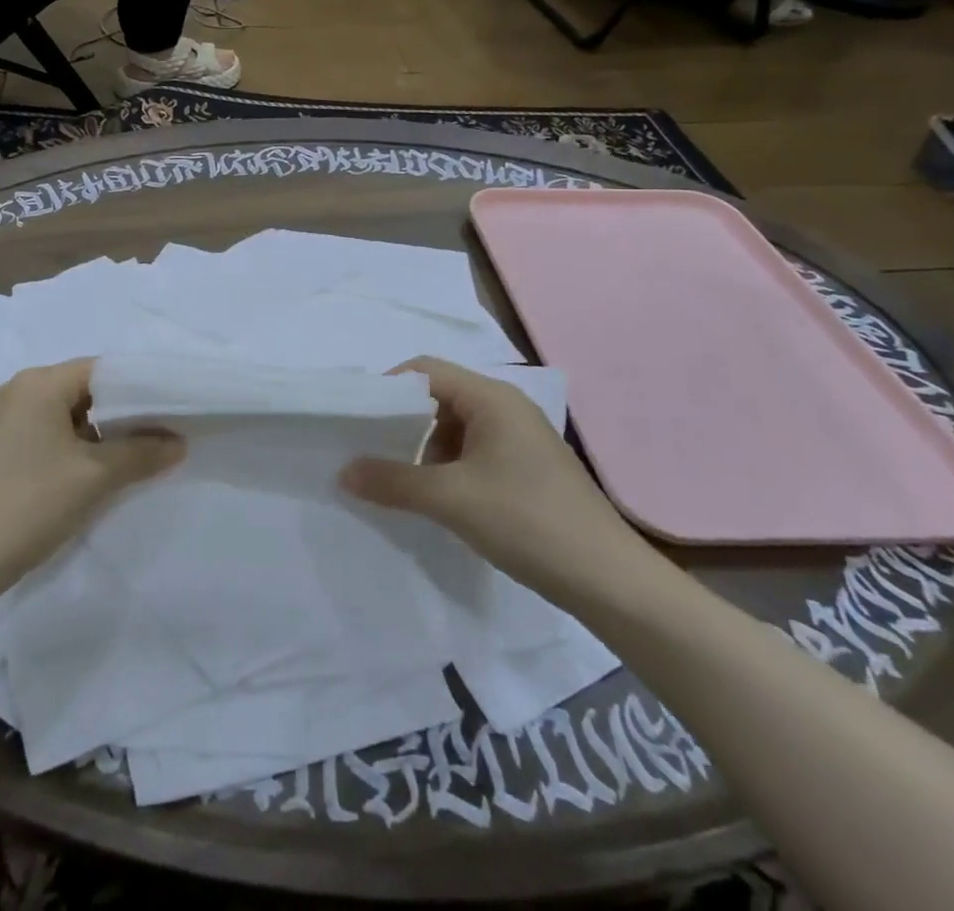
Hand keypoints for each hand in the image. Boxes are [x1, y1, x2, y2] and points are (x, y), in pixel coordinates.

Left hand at [0, 361, 183, 602]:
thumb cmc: (27, 505)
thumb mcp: (93, 478)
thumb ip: (141, 453)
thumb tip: (179, 442)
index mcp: (39, 383)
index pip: (103, 370)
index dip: (141, 388)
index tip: (173, 409)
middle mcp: (18, 391)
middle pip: (85, 390)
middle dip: (124, 413)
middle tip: (162, 435)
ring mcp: (3, 421)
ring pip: (67, 415)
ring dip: (100, 434)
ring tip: (136, 457)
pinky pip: (47, 434)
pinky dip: (75, 447)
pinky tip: (96, 474)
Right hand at [339, 358, 656, 609]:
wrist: (609, 581)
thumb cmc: (527, 521)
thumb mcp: (451, 500)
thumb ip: (393, 481)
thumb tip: (343, 471)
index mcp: (491, 397)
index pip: (425, 371)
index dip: (387, 389)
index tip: (356, 419)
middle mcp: (506, 407)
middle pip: (439, 397)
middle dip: (402, 422)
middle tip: (370, 451)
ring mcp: (520, 438)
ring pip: (455, 428)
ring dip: (425, 450)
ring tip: (400, 482)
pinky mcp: (527, 468)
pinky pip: (474, 452)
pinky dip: (448, 467)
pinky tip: (438, 499)